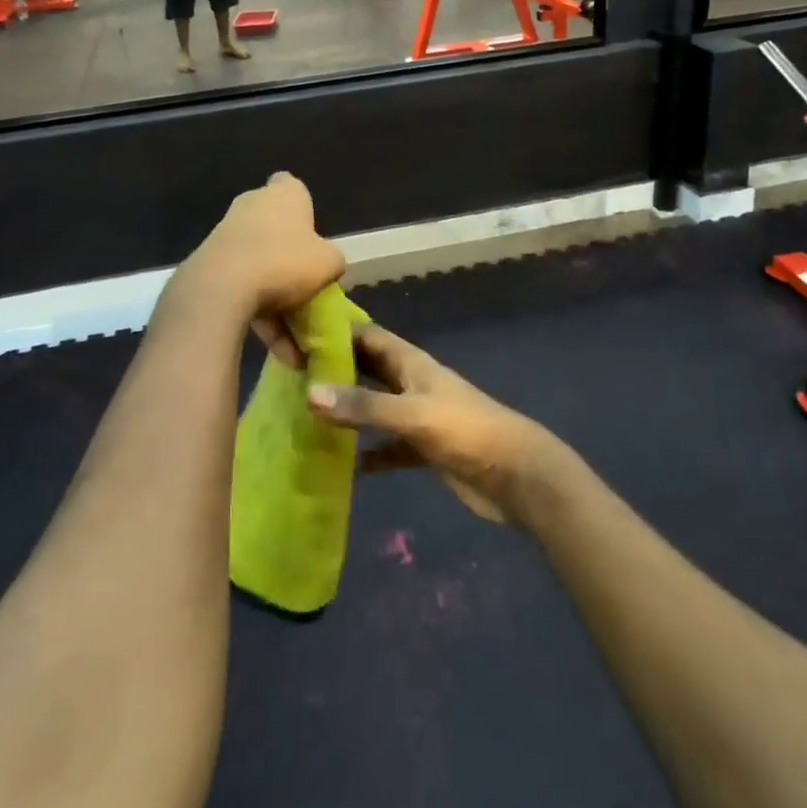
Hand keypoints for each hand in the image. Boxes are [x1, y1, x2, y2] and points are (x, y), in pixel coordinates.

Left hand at [182, 173, 344, 366]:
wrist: (222, 288)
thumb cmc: (285, 263)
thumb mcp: (329, 263)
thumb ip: (332, 261)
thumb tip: (326, 267)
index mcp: (284, 194)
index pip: (292, 188)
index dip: (304, 211)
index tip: (311, 237)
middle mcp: (252, 205)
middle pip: (276, 231)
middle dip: (289, 260)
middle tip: (307, 289)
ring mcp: (226, 234)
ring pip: (260, 266)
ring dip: (278, 301)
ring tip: (295, 342)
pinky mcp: (209, 264)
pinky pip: (242, 289)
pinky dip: (259, 314)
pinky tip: (277, 350)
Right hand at [307, 326, 559, 525]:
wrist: (516, 476)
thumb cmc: (466, 431)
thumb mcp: (413, 414)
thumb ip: (364, 406)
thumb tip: (309, 393)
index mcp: (412, 363)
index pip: (368, 336)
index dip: (337, 330)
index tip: (298, 331)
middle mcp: (411, 384)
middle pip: (368, 368)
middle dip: (335, 368)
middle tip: (290, 373)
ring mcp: (418, 417)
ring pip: (375, 407)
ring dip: (348, 410)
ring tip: (305, 414)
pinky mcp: (423, 449)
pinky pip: (388, 447)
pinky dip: (368, 453)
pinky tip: (342, 464)